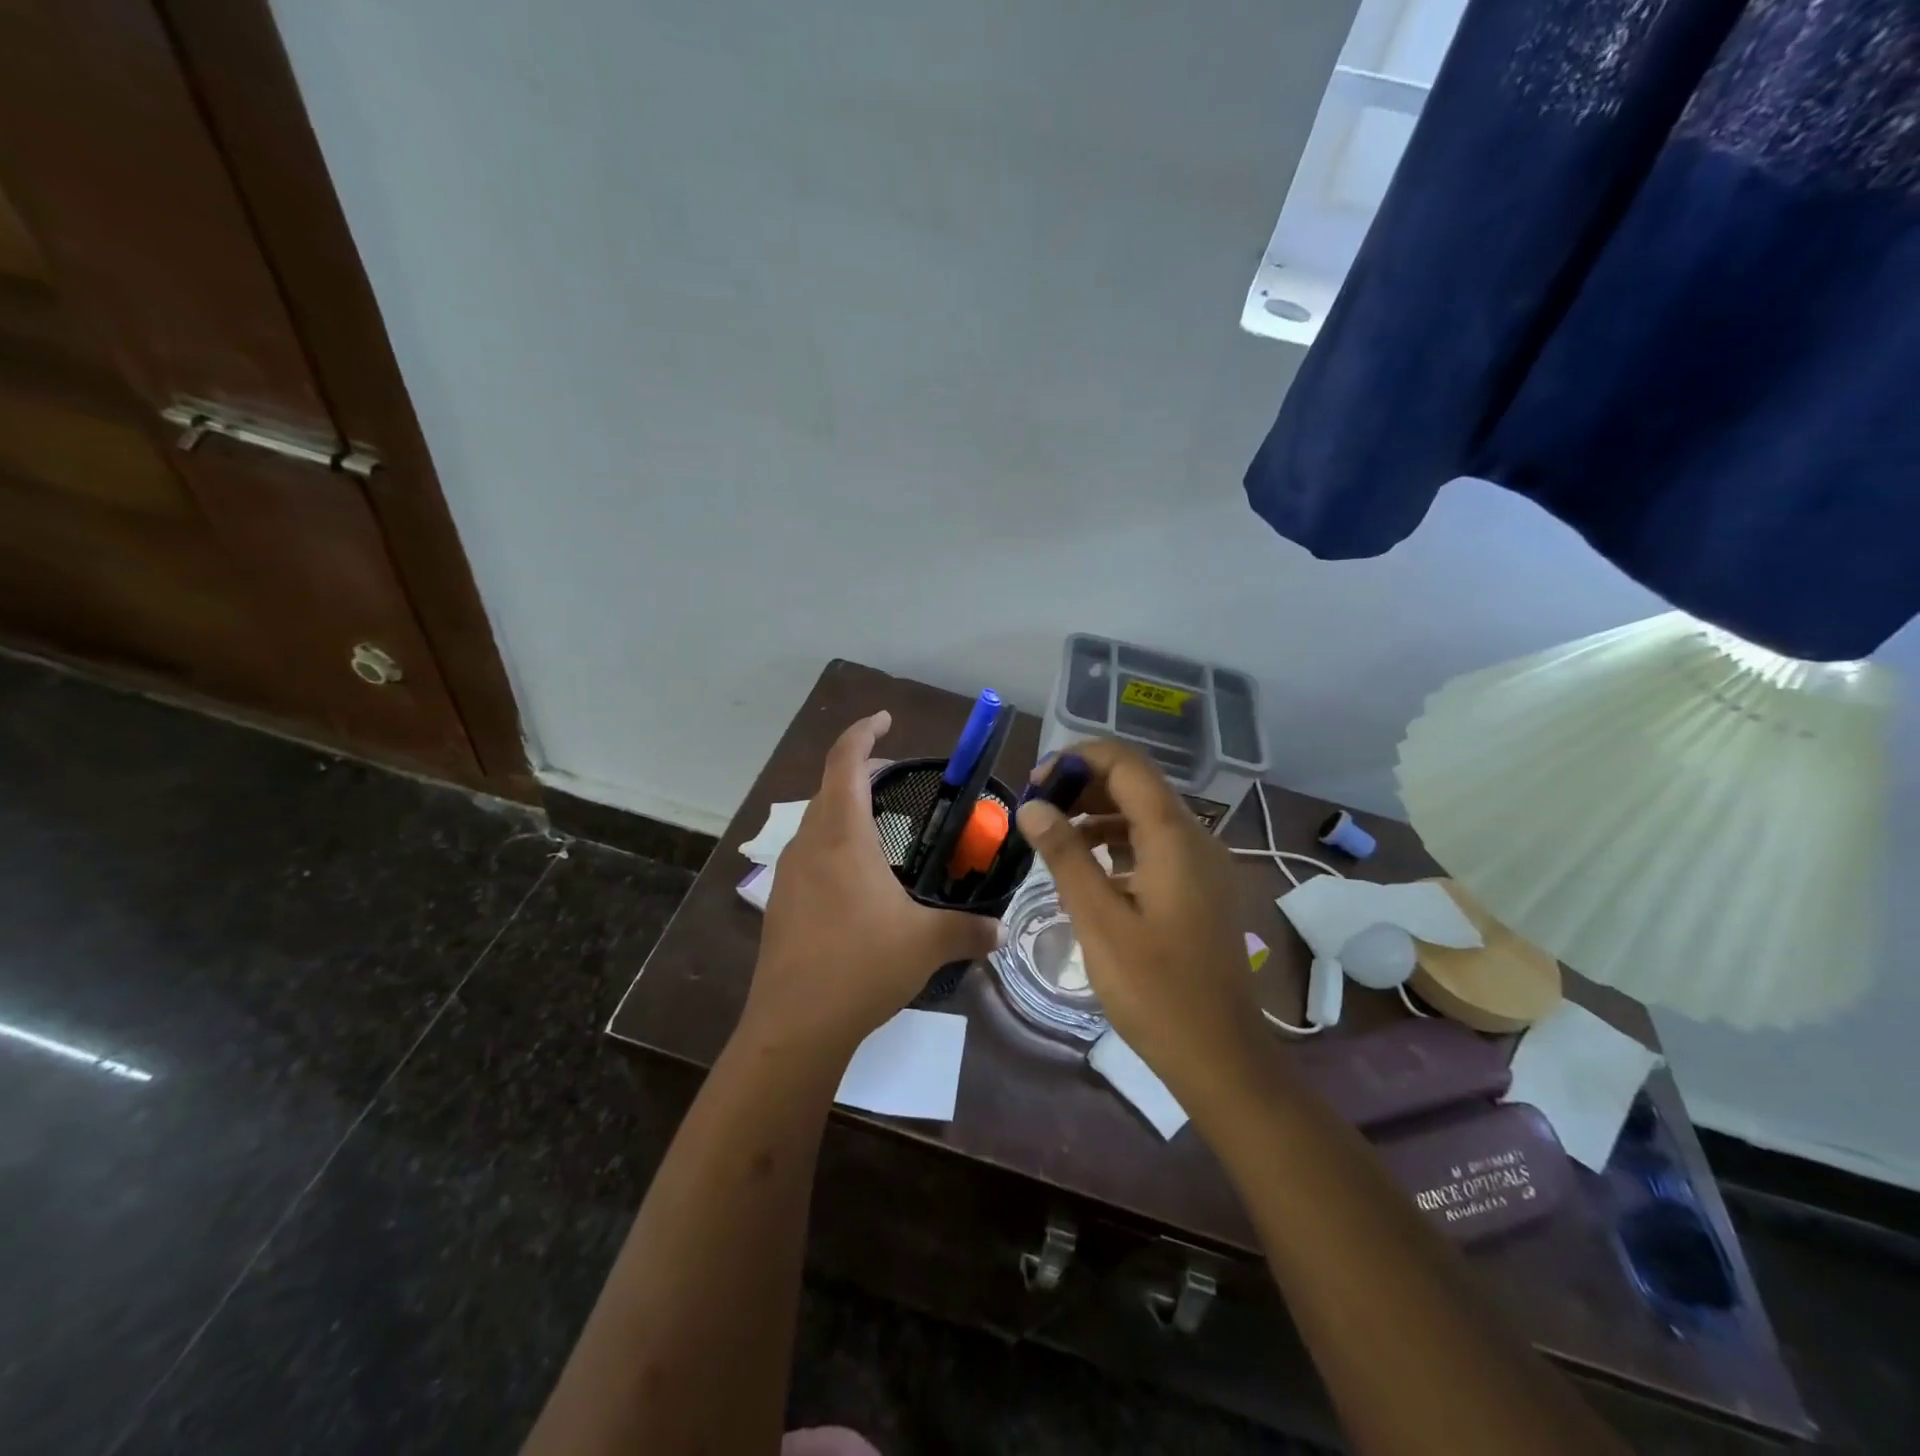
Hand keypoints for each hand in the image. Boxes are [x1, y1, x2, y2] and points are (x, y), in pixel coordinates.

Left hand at [744, 711, 1002, 1057]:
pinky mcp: (782, 904)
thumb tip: (1003, 930)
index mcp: (841, 836)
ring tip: (882, 826)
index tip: (886, 720)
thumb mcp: (926, 944)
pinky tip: (860, 879)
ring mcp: (789, 875)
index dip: (864, 732)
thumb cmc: (861, 966)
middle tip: (896, 778)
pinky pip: (810, 855)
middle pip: (829, 788)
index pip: (844, 761)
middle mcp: (809, 845)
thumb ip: (969, 930)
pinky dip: (835, 845)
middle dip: (861, 772)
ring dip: (846, 809)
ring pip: (817, 823)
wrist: (794, 1026)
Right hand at [1014, 742, 1263, 1108]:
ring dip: (1098, 816)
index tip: (1036, 783)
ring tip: (1053, 839)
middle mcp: (1195, 838)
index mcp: (1174, 837)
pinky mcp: (1199, 889)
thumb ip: (1066, 856)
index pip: (1126, 764)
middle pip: (1137, 786)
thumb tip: (1032, 806)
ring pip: (1145, 816)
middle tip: (1038, 811)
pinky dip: (1118, 845)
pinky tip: (1087, 873)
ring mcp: (1202, 865)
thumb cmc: (1156, 990)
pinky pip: (1155, 847)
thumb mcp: (1099, 921)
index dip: (1078, 759)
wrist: (1221, 1056)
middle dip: (1083, 786)